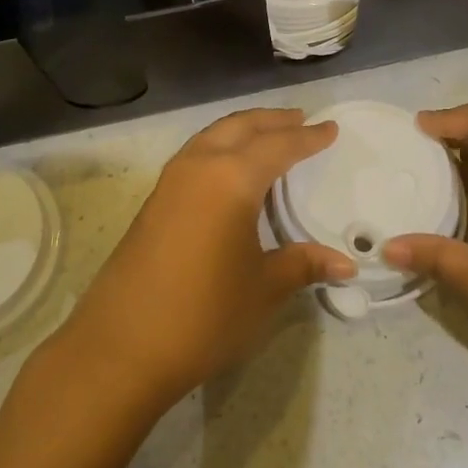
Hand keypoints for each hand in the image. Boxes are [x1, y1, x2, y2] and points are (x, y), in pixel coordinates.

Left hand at [58, 109, 352, 416]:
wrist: (121, 347)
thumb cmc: (204, 314)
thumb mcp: (263, 289)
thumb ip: (303, 264)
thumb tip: (346, 265)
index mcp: (231, 179)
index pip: (278, 146)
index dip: (308, 138)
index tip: (331, 128)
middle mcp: (199, 166)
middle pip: (240, 127)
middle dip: (272, 120)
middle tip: (301, 119)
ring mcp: (170, 182)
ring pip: (212, 136)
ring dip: (243, 130)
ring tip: (269, 136)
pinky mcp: (154, 201)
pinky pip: (195, 154)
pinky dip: (221, 147)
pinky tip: (231, 169)